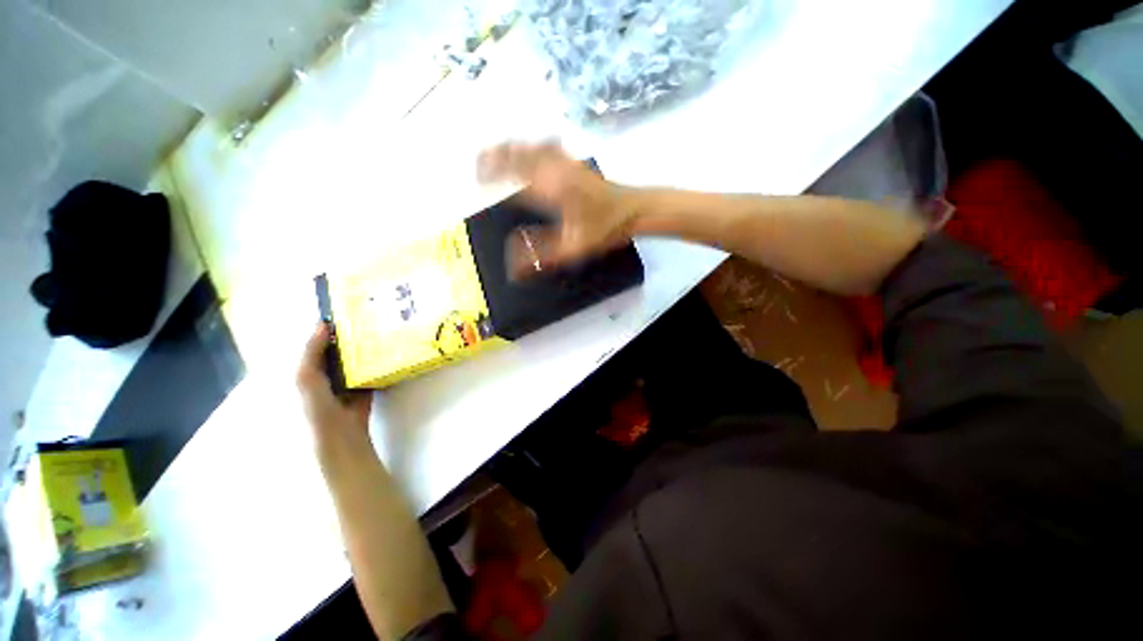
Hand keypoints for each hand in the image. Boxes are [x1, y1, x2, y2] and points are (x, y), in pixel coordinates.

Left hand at [297, 323, 372, 452]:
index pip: (312, 345)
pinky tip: (383, 349)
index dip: (322, 330)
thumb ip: (311, 350)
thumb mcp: (305, 376)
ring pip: (352, 360)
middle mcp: (323, 376)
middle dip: (345, 337)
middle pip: (334, 351)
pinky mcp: (362, 389)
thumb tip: (323, 322)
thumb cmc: (316, 406)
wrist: (340, 435)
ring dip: (361, 349)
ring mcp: (344, 383)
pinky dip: (374, 363)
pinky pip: (367, 371)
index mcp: (303, 373)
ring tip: (374, 329)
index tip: (340, 312)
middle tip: (362, 318)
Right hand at [477, 142, 636, 268]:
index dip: (493, 177)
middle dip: (495, 156)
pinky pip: (549, 146)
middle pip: (518, 155)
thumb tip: (513, 267)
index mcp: (551, 189)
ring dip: (511, 147)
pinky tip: (533, 148)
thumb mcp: (572, 248)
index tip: (477, 181)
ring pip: (532, 146)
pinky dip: (534, 145)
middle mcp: (555, 170)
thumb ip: (541, 256)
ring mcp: (567, 162)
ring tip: (495, 152)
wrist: (634, 209)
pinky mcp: (576, 162)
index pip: (512, 179)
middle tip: (478, 164)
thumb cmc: (604, 229)